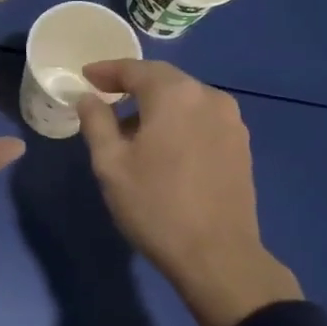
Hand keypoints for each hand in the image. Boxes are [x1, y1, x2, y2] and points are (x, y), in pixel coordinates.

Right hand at [77, 60, 301, 325]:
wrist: (218, 256)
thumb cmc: (156, 206)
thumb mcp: (111, 164)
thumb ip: (96, 122)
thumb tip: (88, 98)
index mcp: (175, 94)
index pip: (134, 69)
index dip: (106, 70)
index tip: (85, 77)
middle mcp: (208, 96)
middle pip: (163, 79)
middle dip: (132, 85)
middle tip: (104, 96)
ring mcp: (231, 121)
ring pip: (185, 99)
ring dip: (156, 104)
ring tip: (131, 128)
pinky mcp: (241, 144)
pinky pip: (202, 118)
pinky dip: (178, 120)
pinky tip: (164, 145)